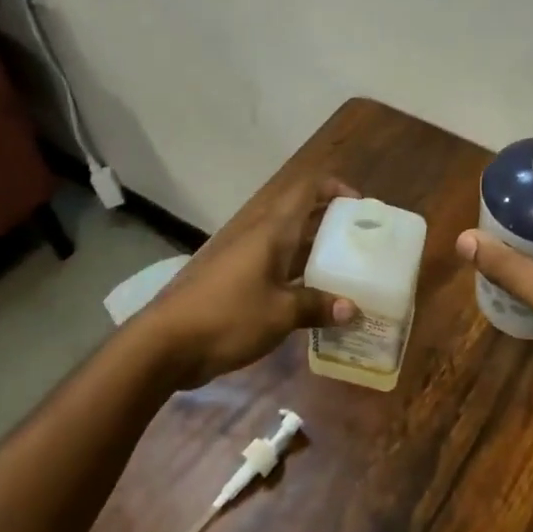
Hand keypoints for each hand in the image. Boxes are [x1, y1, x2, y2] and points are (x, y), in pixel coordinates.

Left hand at [138, 175, 359, 389]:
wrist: (168, 343)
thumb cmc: (228, 317)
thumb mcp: (280, 313)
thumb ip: (317, 307)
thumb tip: (352, 309)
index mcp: (272, 232)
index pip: (306, 190)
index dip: (334, 188)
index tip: (360, 207)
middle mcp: (260, 237)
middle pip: (301, 216)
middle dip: (332, 224)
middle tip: (364, 244)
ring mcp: (246, 260)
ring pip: (290, 245)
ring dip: (317, 253)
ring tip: (350, 271)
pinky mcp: (237, 283)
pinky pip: (277, 270)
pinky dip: (299, 277)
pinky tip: (318, 300)